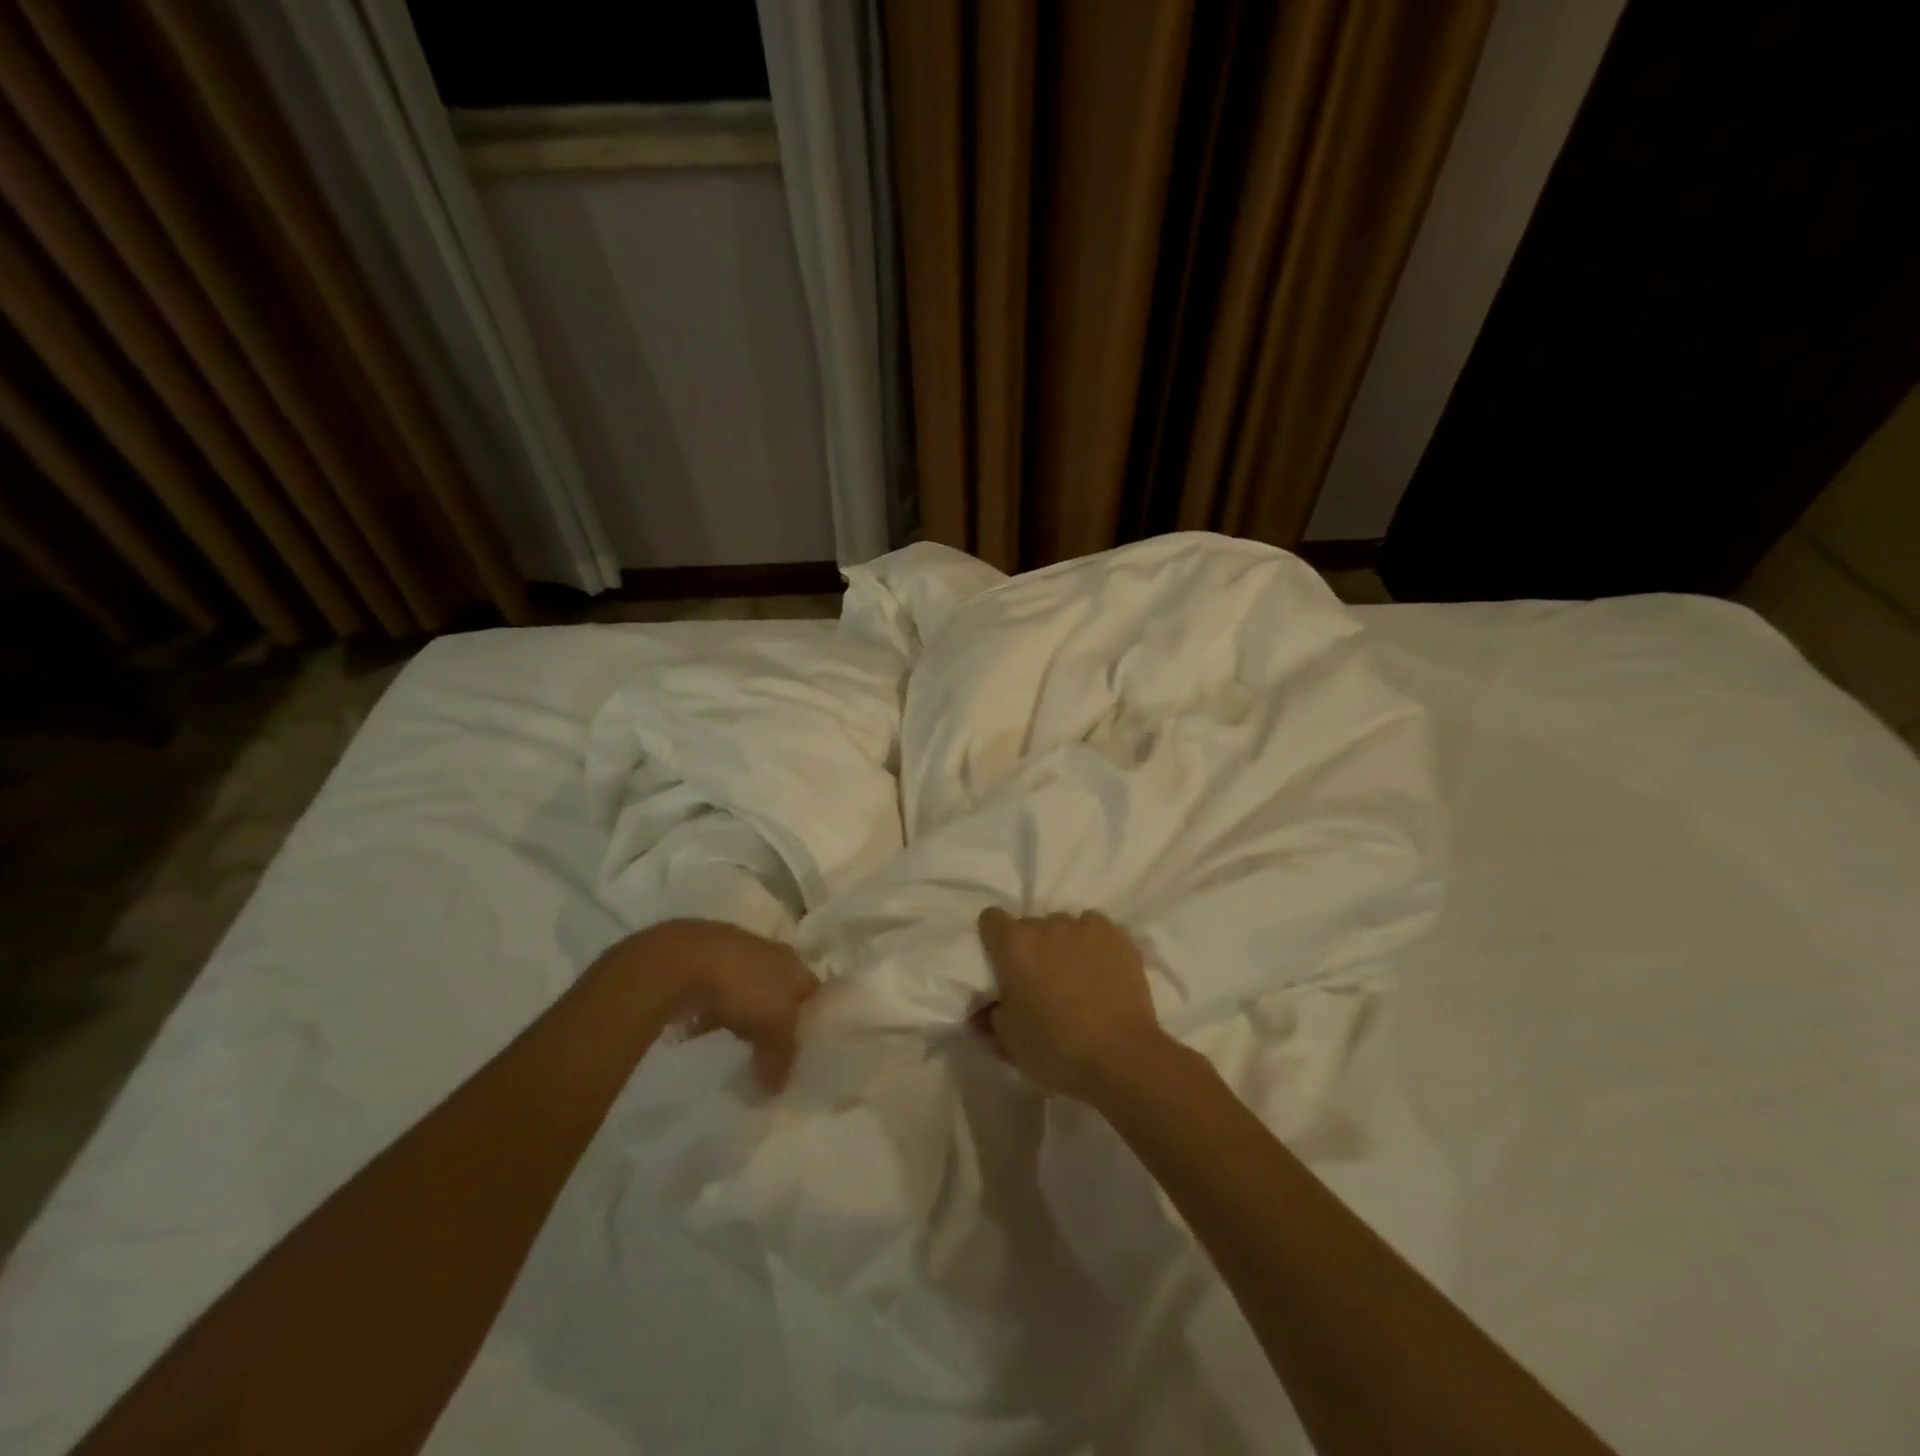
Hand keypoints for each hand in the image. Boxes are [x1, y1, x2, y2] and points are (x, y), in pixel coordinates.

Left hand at [594, 920, 818, 1091]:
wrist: (681, 959)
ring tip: (737, 1044)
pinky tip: (702, 1032)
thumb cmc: (743, 987)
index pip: (812, 990)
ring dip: (742, 1014)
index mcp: (793, 961)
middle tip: (772, 1050)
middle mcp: (767, 951)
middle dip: (775, 1017)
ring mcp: (731, 953)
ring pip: (745, 990)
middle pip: (779, 990)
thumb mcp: (774, 1028)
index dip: (813, 1019)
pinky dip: (711, 1012)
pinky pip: (713, 993)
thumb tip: (777, 1088)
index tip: (807, 1048)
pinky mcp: (699, 961)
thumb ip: (782, 1057)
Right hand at [974, 908, 1170, 1101]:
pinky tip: (1102, 969)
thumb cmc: (1056, 1049)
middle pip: (1030, 925)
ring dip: (1063, 944)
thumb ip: (991, 1017)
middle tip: (1042, 980)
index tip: (1002, 962)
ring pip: (1065, 926)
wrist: (1121, 1057)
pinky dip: (1094, 944)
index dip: (994, 938)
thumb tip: (984, 1011)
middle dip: (1032, 947)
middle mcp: (1047, 926)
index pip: (991, 919)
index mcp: (1014, 946)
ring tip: (1077, 976)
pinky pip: (1096, 929)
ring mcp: (1085, 927)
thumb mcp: (1009, 1042)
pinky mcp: (1117, 935)